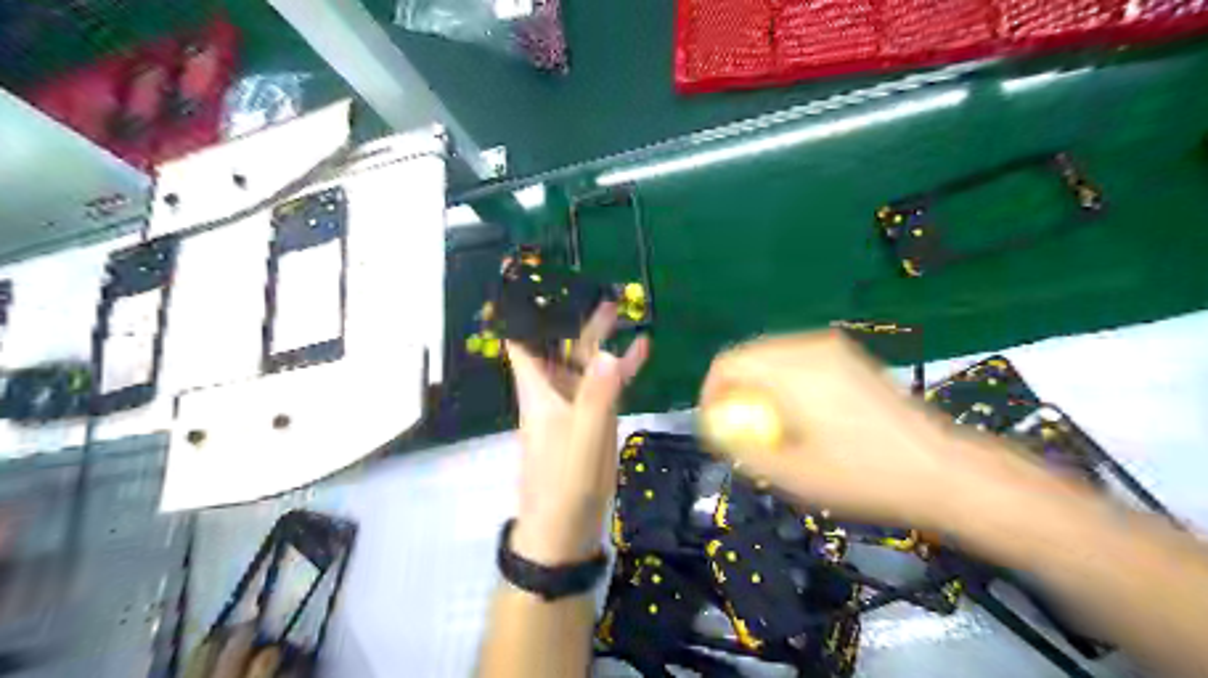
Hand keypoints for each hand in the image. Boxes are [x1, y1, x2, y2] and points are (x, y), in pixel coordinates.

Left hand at [506, 305, 650, 562]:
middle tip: (595, 287)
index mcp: (538, 389)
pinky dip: (620, 367)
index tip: (528, 280)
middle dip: (573, 315)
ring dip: (599, 336)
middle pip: (558, 343)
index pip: (520, 340)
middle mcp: (552, 389)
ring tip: (619, 308)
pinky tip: (641, 350)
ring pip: (583, 360)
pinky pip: (604, 384)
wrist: (565, 527)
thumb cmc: (564, 482)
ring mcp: (572, 403)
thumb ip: (598, 397)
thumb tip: (611, 353)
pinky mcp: (589, 417)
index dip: (520, 311)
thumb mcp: (583, 439)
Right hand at [699, 331, 1047, 525]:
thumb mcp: (793, 476)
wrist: (940, 469)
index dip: (711, 393)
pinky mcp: (848, 356)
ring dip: (757, 385)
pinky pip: (796, 359)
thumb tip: (720, 435)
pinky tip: (799, 414)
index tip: (716, 427)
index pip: (728, 364)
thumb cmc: (864, 476)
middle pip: (747, 355)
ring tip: (768, 424)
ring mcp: (833, 348)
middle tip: (740, 430)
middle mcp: (810, 348)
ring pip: (771, 355)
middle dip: (734, 390)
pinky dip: (782, 380)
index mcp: (792, 371)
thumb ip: (744, 451)